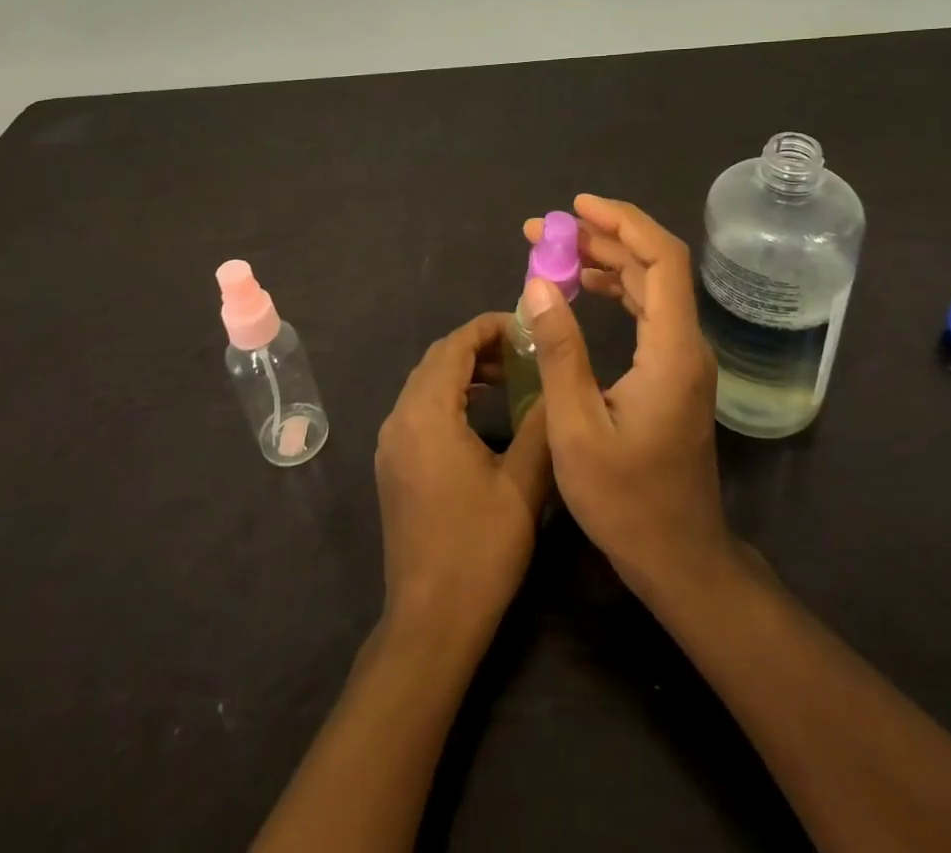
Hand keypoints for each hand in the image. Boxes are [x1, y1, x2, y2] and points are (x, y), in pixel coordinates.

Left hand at [374, 313, 552, 641]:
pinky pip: (419, 408)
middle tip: (523, 350)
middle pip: (436, 360)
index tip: (526, 327)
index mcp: (427, 414)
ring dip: (463, 371)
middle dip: (478, 346)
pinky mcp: (392, 464)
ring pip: (425, 383)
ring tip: (509, 376)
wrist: (430, 621)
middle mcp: (400, 418)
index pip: (454, 346)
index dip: (489, 328)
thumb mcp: (523, 484)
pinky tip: (481, 412)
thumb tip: (559, 383)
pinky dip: (449, 395)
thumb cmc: (479, 549)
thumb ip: (541, 425)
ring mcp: (391, 443)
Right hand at [521, 197, 733, 598]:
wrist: (678, 558)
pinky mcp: (673, 373)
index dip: (623, 223)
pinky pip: (647, 312)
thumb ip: (560, 350)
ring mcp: (683, 359)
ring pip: (650, 287)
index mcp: (672, 351)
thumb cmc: (626, 500)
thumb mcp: (576, 427)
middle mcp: (686, 345)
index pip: (662, 260)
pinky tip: (582, 289)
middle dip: (601, 238)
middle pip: (654, 266)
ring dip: (606, 261)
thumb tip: (539, 283)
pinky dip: (615, 290)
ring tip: (555, 250)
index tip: (577, 207)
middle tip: (544, 230)